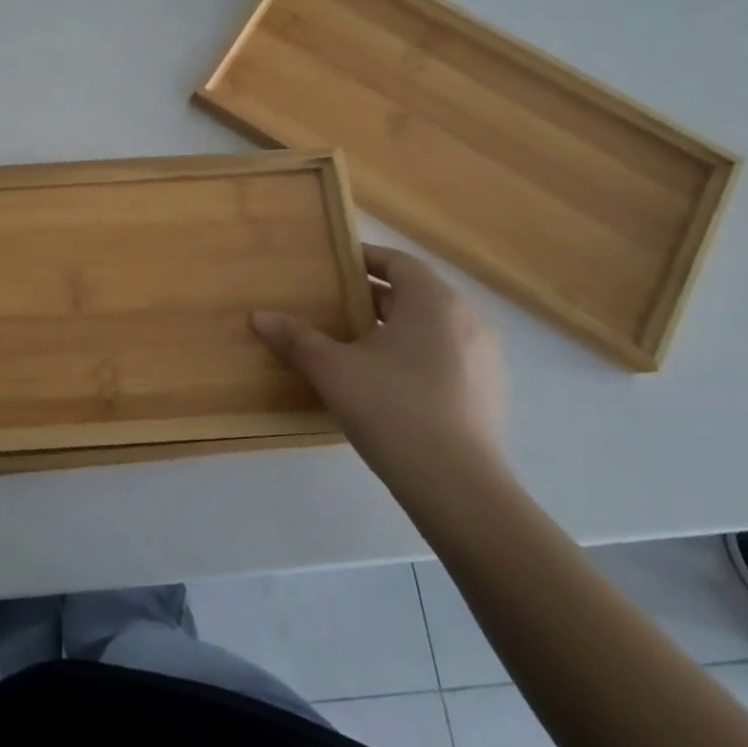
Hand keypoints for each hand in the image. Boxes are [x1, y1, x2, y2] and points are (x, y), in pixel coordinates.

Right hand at [252, 245, 505, 484]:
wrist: (458, 486)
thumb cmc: (392, 409)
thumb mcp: (332, 369)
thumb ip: (296, 338)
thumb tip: (259, 315)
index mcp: (433, 301)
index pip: (397, 261)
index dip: (362, 259)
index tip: (330, 267)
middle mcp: (467, 319)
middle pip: (414, 293)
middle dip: (372, 296)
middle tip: (331, 306)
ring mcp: (485, 358)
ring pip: (431, 327)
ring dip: (394, 328)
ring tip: (353, 344)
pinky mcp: (488, 392)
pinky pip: (446, 357)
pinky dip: (415, 356)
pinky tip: (385, 382)